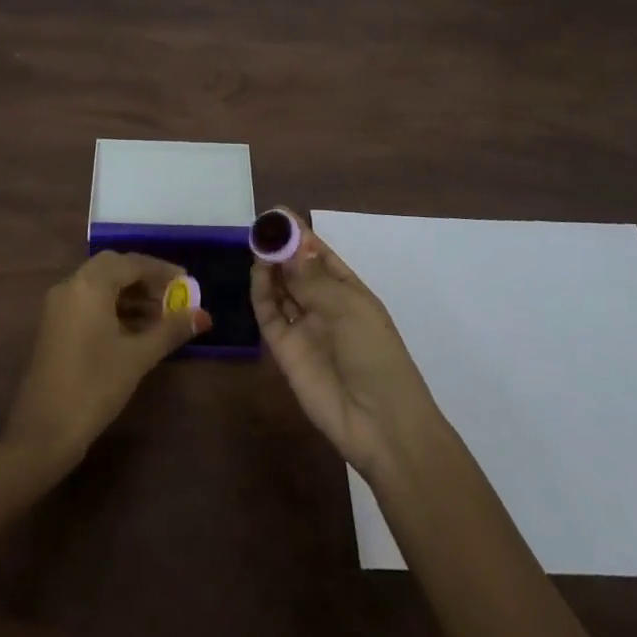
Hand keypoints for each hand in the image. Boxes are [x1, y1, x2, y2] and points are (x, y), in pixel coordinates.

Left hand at [3, 251, 210, 470]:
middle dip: (145, 279)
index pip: (131, 263)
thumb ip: (171, 330)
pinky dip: (113, 306)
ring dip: (130, 294)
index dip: (161, 270)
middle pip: (113, 268)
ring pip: (100, 285)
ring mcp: (59, 306)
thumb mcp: (138, 357)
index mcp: (89, 285)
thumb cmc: (94, 386)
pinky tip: (135, 329)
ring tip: (160, 315)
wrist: (42, 433)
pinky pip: (88, 302)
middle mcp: (71, 286)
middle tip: (172, 295)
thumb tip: (204, 315)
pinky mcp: (55, 325)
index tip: (187, 282)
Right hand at [252, 210, 442, 479]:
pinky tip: (258, 272)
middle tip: (261, 227)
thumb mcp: (350, 309)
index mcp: (349, 293)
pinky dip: (261, 292)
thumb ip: (312, 278)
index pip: (320, 256)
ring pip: (280, 289)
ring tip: (258, 245)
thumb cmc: (376, 356)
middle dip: (281, 248)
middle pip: (296, 270)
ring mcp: (304, 327)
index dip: (301, 235)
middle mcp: (324, 306)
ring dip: (270, 267)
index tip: (279, 213)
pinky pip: (269, 314)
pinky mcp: (284, 349)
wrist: (379, 423)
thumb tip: (287, 245)